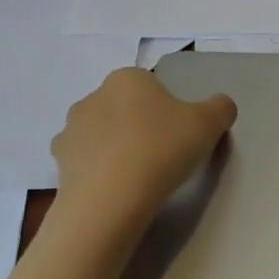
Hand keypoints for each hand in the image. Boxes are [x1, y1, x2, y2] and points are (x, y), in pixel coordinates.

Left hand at [52, 68, 236, 213]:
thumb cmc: (162, 148)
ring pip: (102, 136)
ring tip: (139, 178)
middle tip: (163, 155)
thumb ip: (220, 107)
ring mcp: (70, 132)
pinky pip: (86, 164)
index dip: (168, 109)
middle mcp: (92, 97)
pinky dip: (99, 174)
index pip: (151, 87)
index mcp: (127, 78)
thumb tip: (220, 107)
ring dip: (116, 149)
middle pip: (124, 109)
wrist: (110, 200)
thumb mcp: (210, 123)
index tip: (180, 134)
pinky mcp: (57, 165)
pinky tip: (117, 192)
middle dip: (139, 127)